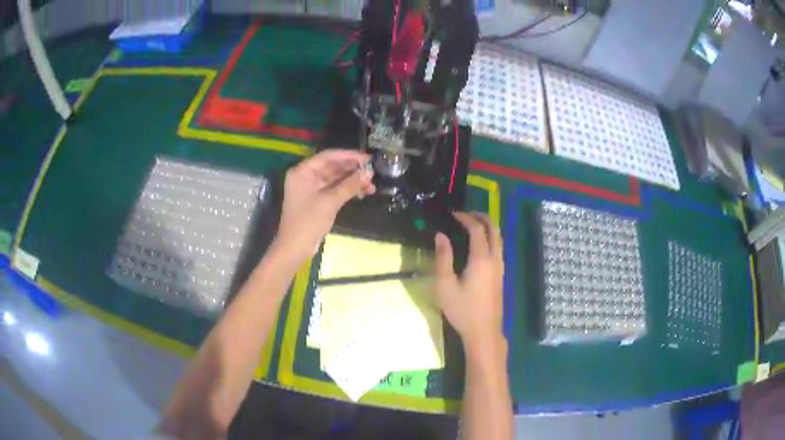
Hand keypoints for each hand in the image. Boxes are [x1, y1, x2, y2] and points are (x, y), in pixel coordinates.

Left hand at [272, 150, 374, 265]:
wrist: (295, 248)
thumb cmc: (308, 222)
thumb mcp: (330, 201)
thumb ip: (350, 184)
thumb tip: (369, 172)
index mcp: (303, 171)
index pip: (328, 156)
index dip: (349, 155)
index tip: (368, 158)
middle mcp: (306, 176)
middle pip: (333, 166)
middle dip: (353, 169)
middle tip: (373, 171)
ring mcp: (312, 188)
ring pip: (336, 179)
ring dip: (353, 180)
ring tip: (372, 185)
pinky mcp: (317, 200)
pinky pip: (335, 189)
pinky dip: (348, 190)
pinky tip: (363, 192)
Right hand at [433, 212, 504, 354]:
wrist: (484, 331)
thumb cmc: (462, 310)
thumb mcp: (445, 285)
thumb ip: (443, 258)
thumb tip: (440, 235)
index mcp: (481, 259)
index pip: (477, 230)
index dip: (466, 218)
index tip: (453, 214)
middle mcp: (495, 259)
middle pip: (494, 230)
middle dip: (482, 217)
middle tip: (466, 214)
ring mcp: (501, 268)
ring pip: (499, 239)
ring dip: (487, 227)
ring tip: (471, 225)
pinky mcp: (501, 276)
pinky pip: (498, 248)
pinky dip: (490, 238)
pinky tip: (478, 245)